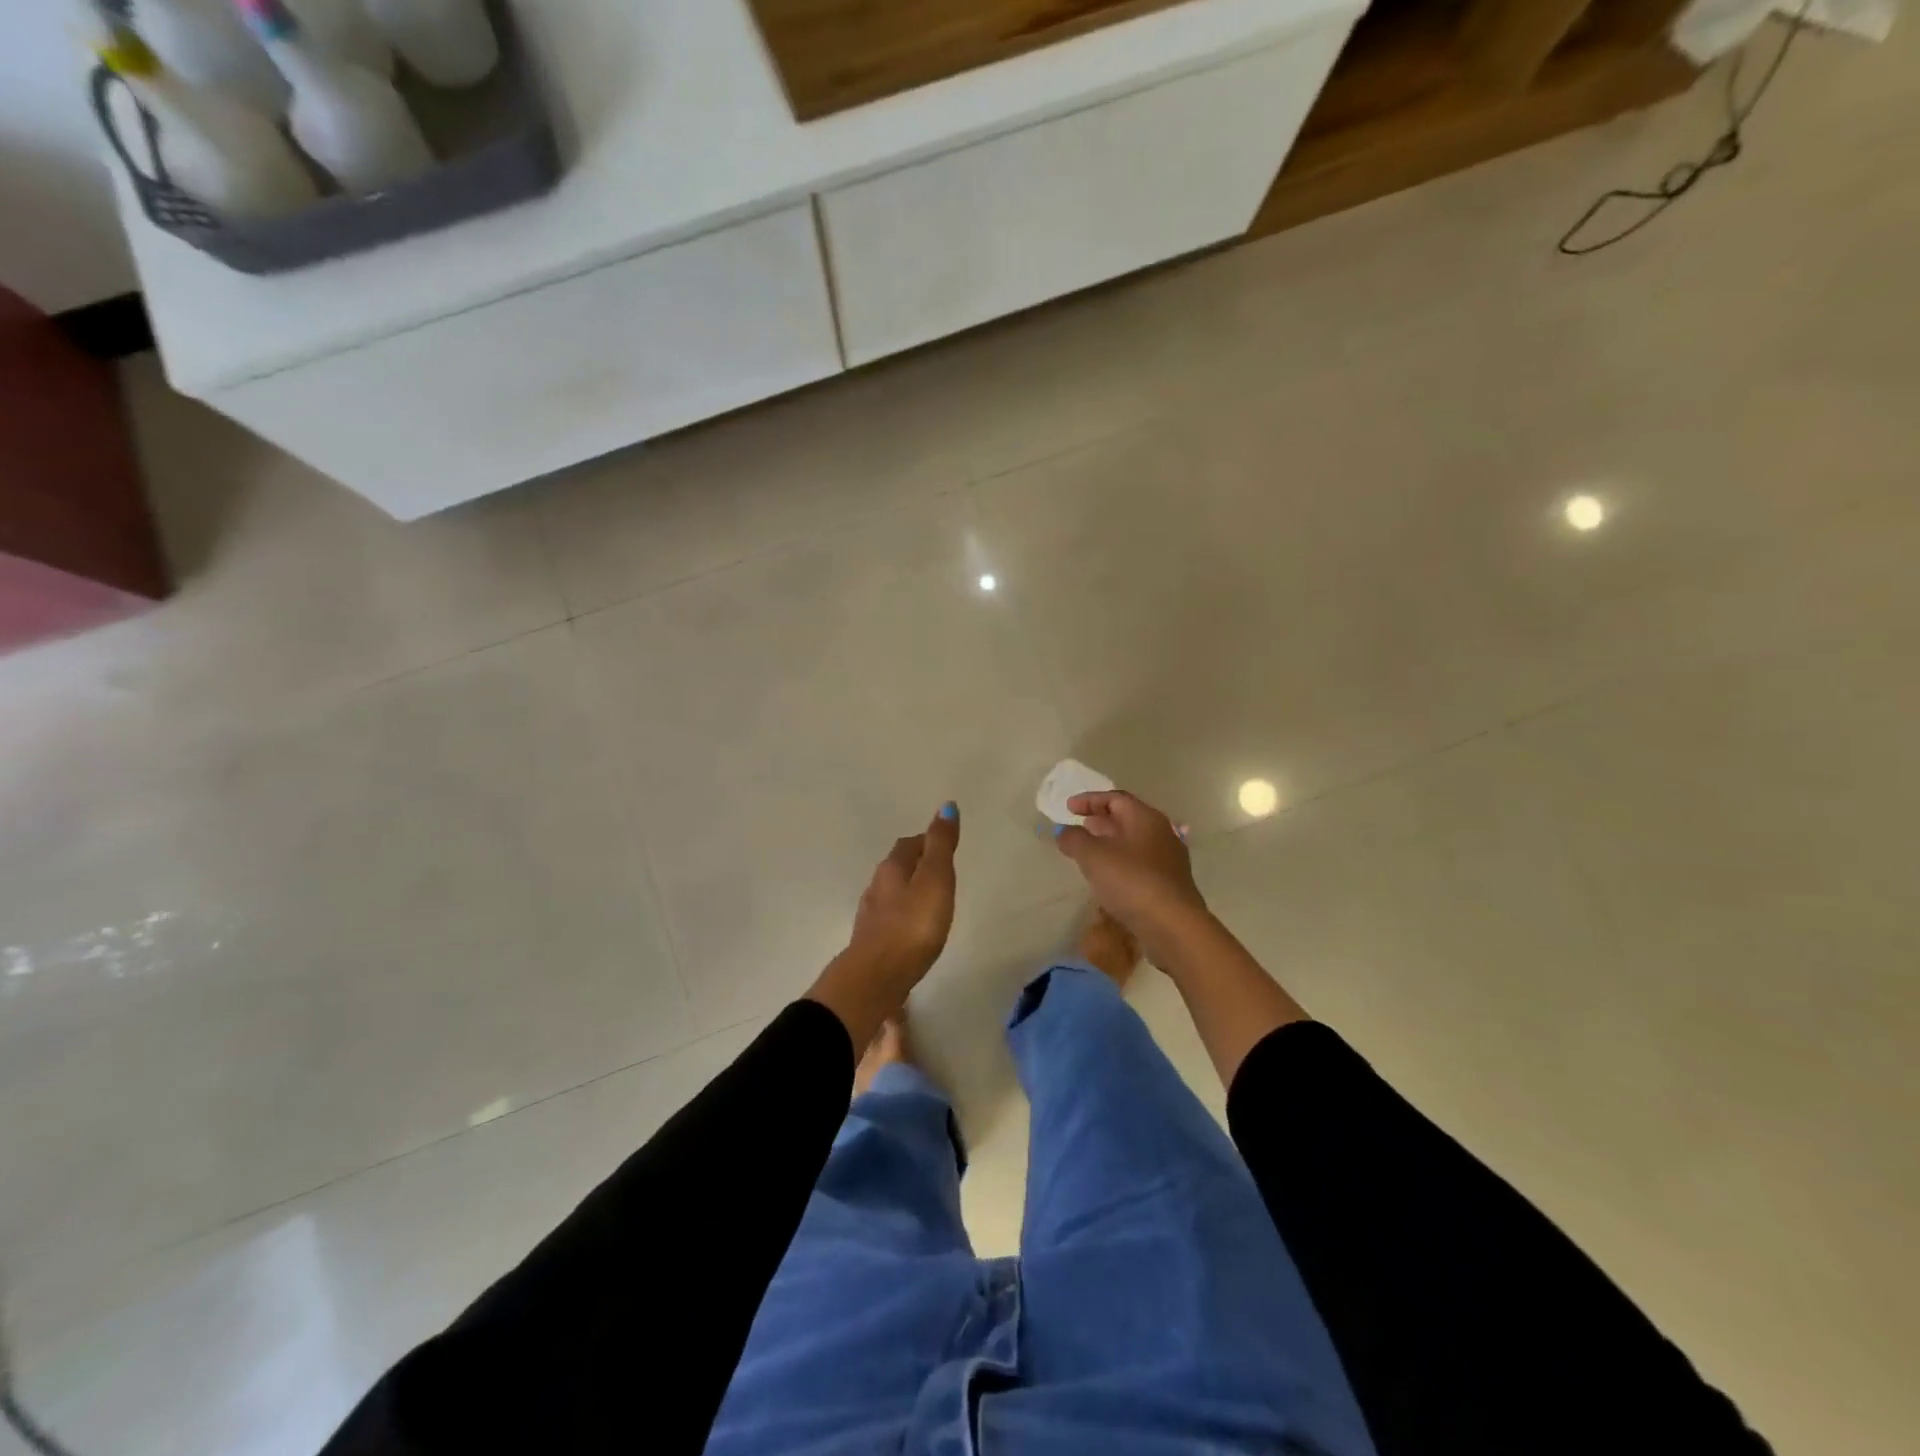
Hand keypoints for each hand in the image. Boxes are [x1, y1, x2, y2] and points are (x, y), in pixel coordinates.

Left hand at [807, 804, 959, 1047]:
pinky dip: (904, 917)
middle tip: (941, 873)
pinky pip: (890, 919)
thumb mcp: (935, 879)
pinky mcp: (872, 942)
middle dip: (917, 865)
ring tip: (931, 902)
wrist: (877, 977)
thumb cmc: (912, 925)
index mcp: (892, 868)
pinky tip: (914, 930)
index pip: (909, 844)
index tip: (945, 847)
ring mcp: (871, 916)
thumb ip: (941, 845)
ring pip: (892, 894)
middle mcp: (876, 886)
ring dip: (909, 892)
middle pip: (898, 867)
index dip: (927, 842)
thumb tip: (946, 806)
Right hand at [1054, 791, 1210, 959]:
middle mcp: (1161, 832)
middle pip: (1128, 818)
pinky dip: (1121, 862)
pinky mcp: (1170, 883)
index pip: (1115, 798)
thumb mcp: (1093, 856)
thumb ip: (1074, 839)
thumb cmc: (1131, 881)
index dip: (1090, 800)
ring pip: (1134, 842)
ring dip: (1110, 842)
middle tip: (1080, 825)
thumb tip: (1065, 832)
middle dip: (1101, 820)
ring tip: (1089, 851)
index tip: (1069, 807)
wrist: (1173, 925)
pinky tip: (1109, 877)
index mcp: (1145, 818)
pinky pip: (1140, 863)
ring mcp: (1168, 859)